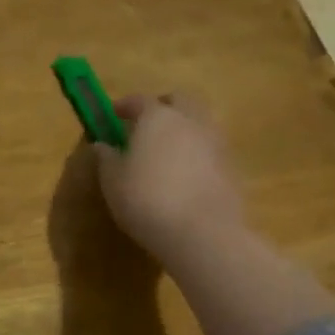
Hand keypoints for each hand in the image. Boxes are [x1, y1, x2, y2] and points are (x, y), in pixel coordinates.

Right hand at [96, 93, 243, 264]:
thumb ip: (106, 159)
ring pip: (200, 123)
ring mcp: (216, 143)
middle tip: (146, 125)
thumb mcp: (113, 181)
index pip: (139, 100)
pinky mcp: (232, 168)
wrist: (203, 234)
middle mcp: (190, 121)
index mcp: (158, 117)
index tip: (113, 115)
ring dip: (184, 129)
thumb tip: (102, 145)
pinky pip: (211, 150)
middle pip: (179, 101)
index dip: (124, 106)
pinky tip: (186, 175)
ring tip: (167, 152)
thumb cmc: (147, 200)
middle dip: (163, 107)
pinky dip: (198, 154)